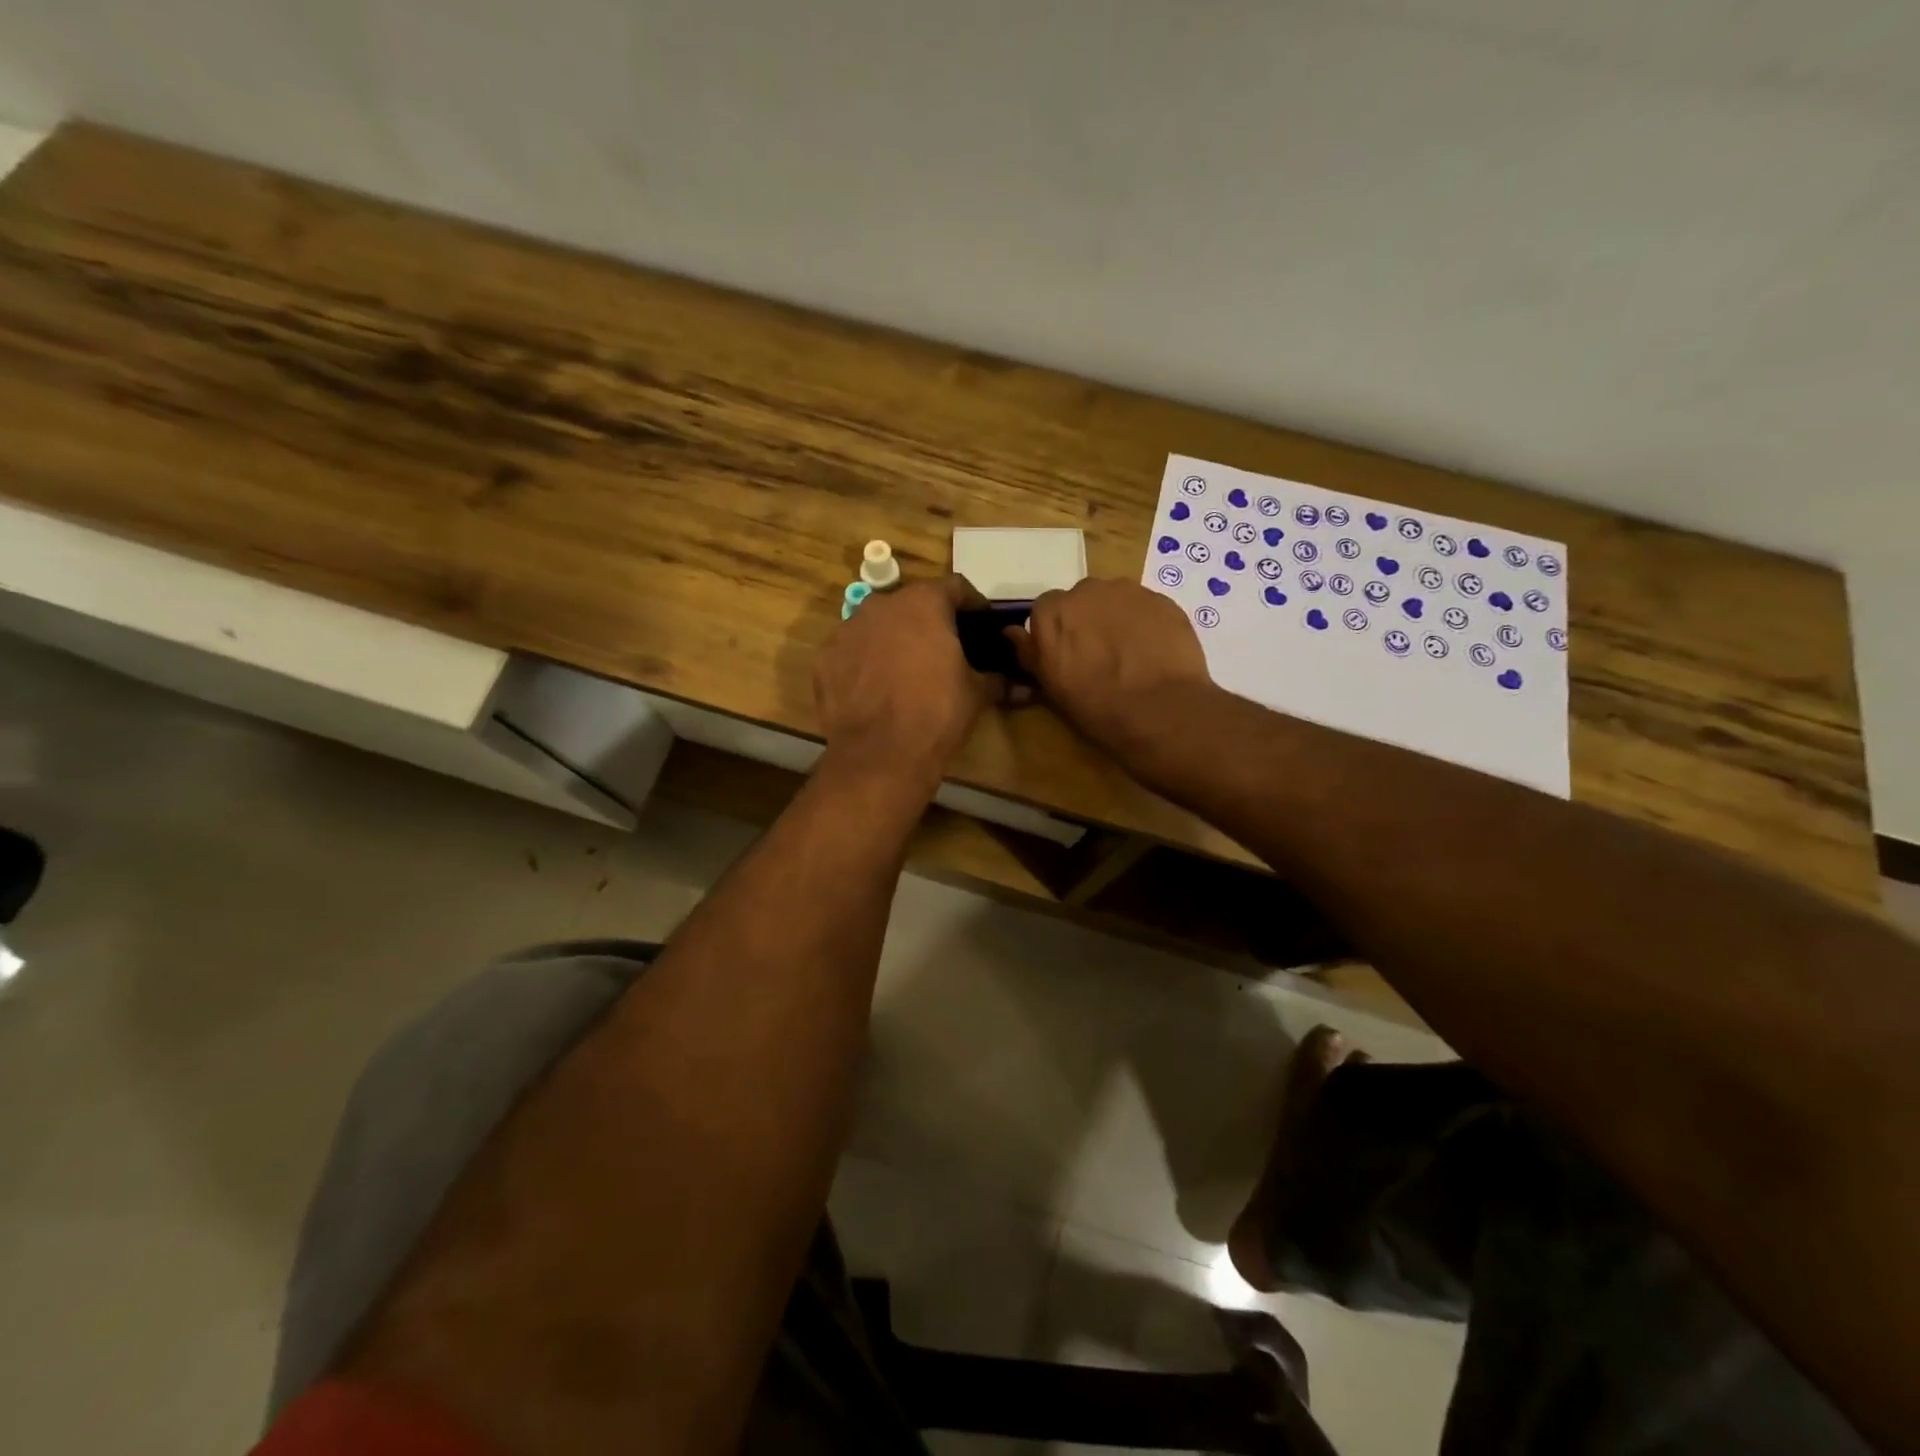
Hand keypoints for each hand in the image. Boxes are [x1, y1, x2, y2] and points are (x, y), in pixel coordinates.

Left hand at [815, 574, 1000, 789]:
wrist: (879, 755)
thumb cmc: (936, 714)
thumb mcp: (977, 693)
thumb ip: (995, 677)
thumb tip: (1015, 683)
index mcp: (923, 603)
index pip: (956, 587)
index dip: (973, 605)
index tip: (982, 624)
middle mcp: (881, 605)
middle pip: (912, 604)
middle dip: (929, 622)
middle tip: (944, 649)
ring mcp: (846, 630)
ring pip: (878, 625)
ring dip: (894, 639)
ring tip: (907, 670)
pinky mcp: (824, 658)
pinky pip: (852, 652)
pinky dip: (866, 662)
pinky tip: (876, 689)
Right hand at [1007, 579, 1213, 756]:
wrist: (1161, 710)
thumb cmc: (1097, 706)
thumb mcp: (1052, 687)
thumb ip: (1029, 653)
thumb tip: (1011, 632)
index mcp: (1053, 612)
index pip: (1045, 610)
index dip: (1056, 633)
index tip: (1065, 656)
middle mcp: (1087, 590)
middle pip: (1081, 600)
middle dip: (1087, 621)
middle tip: (1098, 655)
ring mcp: (1128, 591)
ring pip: (1115, 600)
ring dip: (1116, 619)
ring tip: (1129, 654)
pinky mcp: (1163, 599)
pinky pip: (1145, 607)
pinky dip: (1145, 623)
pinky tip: (1153, 651)